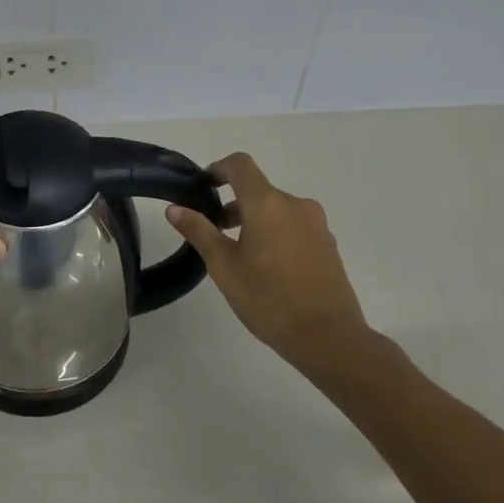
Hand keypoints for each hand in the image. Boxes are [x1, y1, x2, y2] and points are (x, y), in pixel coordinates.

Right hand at [166, 153, 405, 385]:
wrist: (328, 337)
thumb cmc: (268, 298)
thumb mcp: (224, 266)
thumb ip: (199, 231)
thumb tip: (175, 208)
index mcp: (268, 203)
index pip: (240, 165)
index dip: (218, 169)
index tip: (203, 188)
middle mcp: (295, 204)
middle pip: (258, 190)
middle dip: (233, 204)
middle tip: (214, 233)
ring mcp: (316, 224)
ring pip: (277, 210)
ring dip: (254, 220)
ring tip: (239, 256)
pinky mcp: (328, 244)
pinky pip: (295, 226)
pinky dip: (276, 234)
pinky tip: (268, 269)